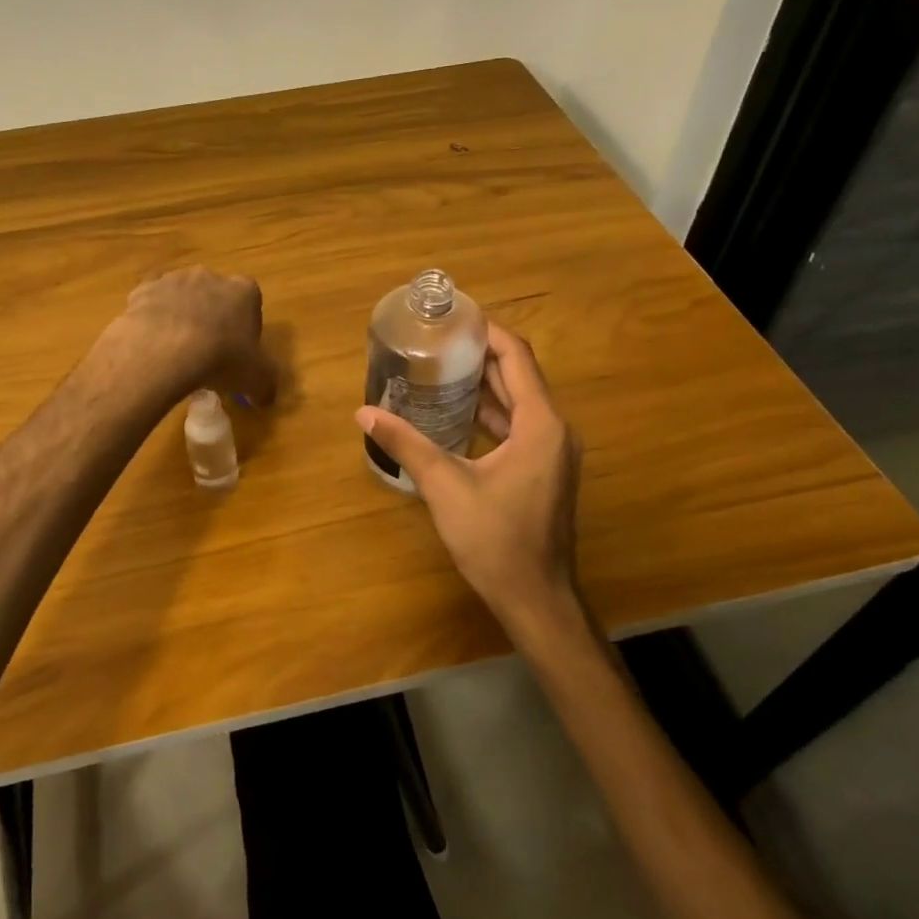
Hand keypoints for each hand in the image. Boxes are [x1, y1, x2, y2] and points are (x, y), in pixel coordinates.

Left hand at [103, 266, 278, 405]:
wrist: (165, 350)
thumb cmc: (221, 359)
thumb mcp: (256, 380)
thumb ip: (265, 386)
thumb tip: (265, 398)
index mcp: (244, 291)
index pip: (251, 304)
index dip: (245, 329)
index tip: (238, 352)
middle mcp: (210, 276)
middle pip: (215, 297)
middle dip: (213, 319)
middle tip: (207, 353)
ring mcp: (174, 280)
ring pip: (181, 298)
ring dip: (181, 318)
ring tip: (175, 353)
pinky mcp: (143, 290)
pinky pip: (150, 304)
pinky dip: (152, 319)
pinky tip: (151, 345)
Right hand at [355, 324, 579, 633]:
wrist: (535, 599)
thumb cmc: (495, 540)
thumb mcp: (445, 486)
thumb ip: (406, 443)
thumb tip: (363, 413)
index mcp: (540, 424)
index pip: (516, 358)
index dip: (487, 332)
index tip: (454, 318)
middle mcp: (555, 430)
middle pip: (519, 376)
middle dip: (480, 355)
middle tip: (438, 341)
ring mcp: (553, 453)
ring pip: (519, 402)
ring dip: (485, 385)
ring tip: (441, 368)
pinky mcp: (544, 471)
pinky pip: (519, 426)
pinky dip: (491, 413)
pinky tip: (457, 414)